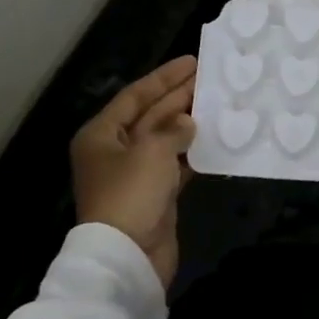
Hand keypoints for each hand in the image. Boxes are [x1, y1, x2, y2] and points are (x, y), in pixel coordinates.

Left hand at [71, 56, 197, 289]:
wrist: (128, 256)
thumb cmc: (132, 194)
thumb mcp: (152, 151)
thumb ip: (173, 130)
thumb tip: (188, 122)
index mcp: (101, 135)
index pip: (135, 96)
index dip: (163, 78)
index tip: (191, 61)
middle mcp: (115, 151)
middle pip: (150, 115)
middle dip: (178, 96)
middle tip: (209, 78)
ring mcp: (135, 175)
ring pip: (165, 140)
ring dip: (188, 123)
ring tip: (217, 103)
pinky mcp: (155, 196)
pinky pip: (175, 165)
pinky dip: (192, 153)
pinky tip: (214, 140)